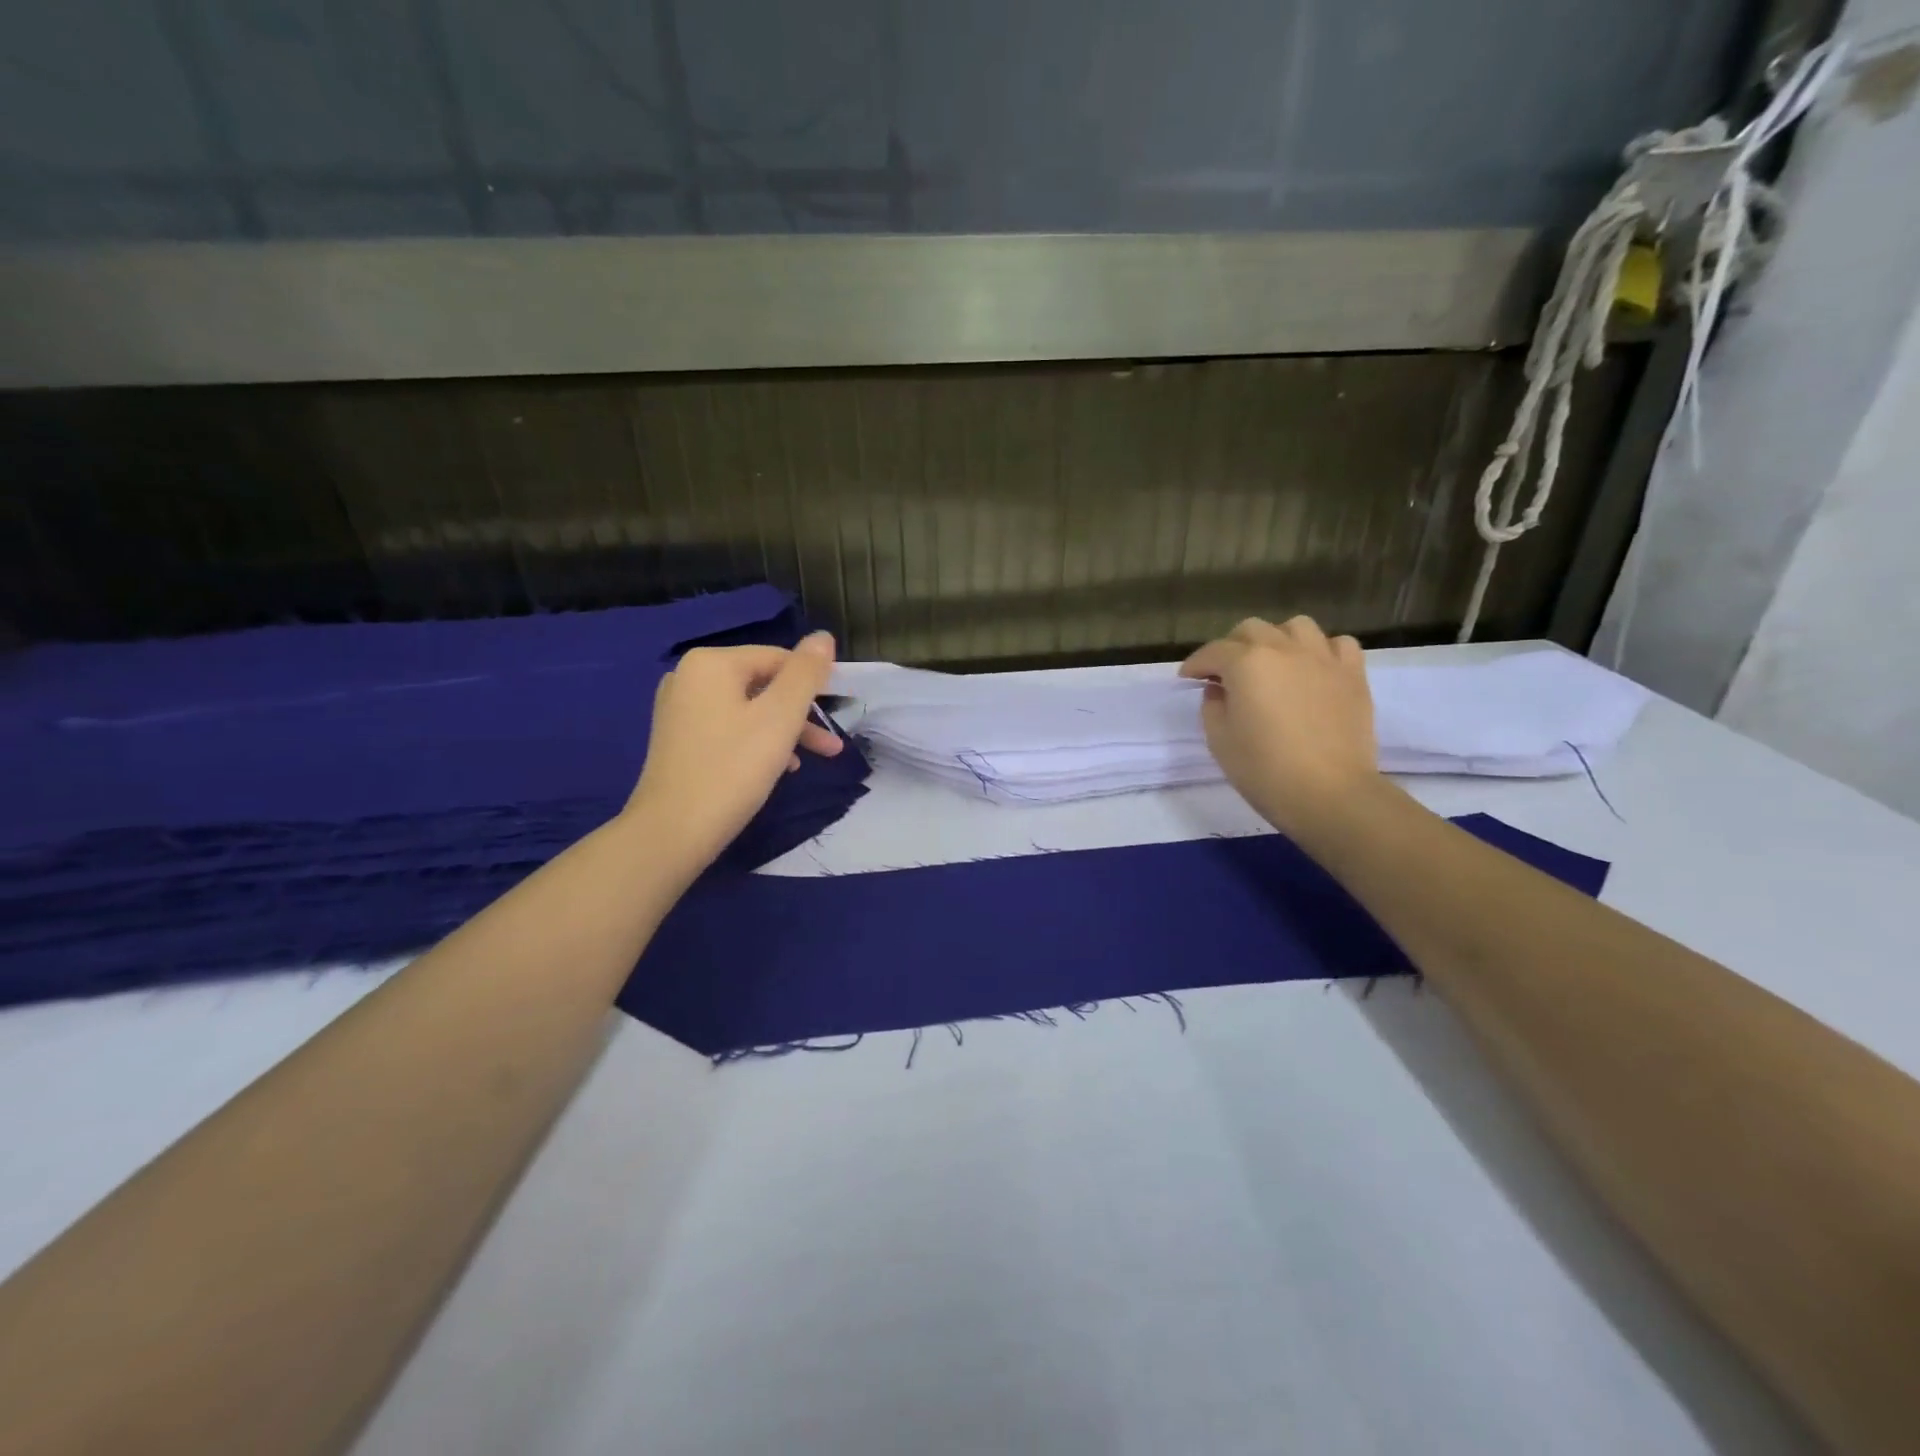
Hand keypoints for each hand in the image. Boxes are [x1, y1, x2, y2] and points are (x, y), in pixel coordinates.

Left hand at [626, 633, 843, 875]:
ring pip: (748, 710)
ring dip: (784, 732)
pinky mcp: (678, 739)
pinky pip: (729, 728)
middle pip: (763, 685)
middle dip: (800, 715)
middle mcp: (689, 677)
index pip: (778, 659)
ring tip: (808, 762)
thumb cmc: (733, 769)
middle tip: (831, 747)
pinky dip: (756, 743)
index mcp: (711, 663)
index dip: (813, 685)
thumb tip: (823, 637)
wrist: (672, 832)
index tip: (838, 716)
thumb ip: (805, 674)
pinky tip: (776, 770)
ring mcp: (680, 709)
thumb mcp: (780, 718)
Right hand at [1179, 616, 1379, 840]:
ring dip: (1278, 639)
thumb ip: (1213, 706)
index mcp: (1246, 663)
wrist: (1329, 793)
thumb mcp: (1219, 740)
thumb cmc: (1264, 769)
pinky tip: (1314, 669)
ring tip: (1273, 663)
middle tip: (1226, 673)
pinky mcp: (1353, 675)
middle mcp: (1284, 649)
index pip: (1213, 652)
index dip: (1196, 665)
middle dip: (1232, 647)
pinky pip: (1338, 645)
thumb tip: (1220, 690)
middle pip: (1252, 630)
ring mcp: (1323, 658)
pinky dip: (1322, 650)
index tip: (1188, 679)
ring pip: (1296, 627)